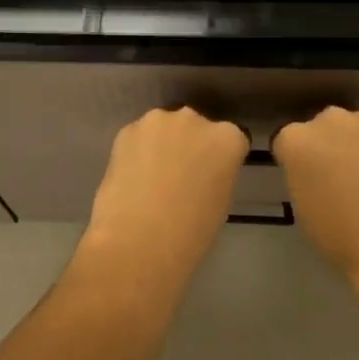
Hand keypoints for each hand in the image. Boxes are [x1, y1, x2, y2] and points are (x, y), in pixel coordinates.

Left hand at [80, 107, 247, 284]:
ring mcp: (158, 121)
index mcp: (227, 139)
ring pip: (164, 128)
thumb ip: (216, 174)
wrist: (138, 240)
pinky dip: (137, 151)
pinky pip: (138, 137)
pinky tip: (131, 178)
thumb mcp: (220, 202)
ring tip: (151, 177)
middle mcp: (194, 119)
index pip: (231, 140)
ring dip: (162, 144)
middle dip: (190, 145)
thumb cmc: (190, 233)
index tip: (211, 177)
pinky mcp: (127, 129)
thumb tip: (201, 172)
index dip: (220, 160)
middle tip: (180, 176)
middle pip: (196, 127)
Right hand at [274, 107, 358, 284]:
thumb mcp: (302, 207)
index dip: (298, 162)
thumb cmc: (340, 237)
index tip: (308, 180)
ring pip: (356, 127)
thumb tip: (317, 172)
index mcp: (295, 140)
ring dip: (358, 143)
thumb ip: (304, 176)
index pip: (288, 142)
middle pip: (322, 127)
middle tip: (339, 176)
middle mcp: (328, 120)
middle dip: (328, 145)